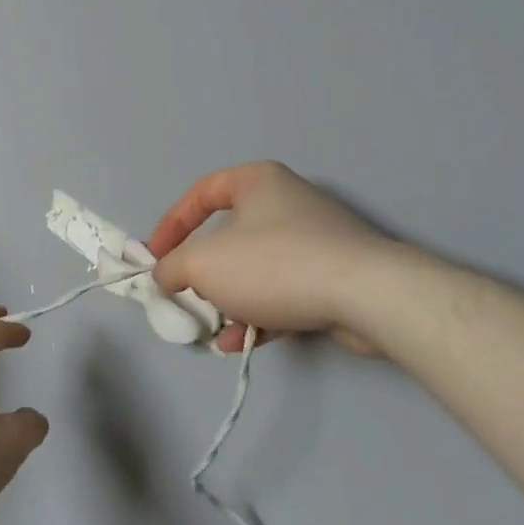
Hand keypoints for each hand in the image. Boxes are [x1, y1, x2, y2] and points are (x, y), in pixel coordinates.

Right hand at [149, 161, 392, 354]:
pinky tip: (242, 342)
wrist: (367, 296)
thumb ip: (172, 267)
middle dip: (204, 270)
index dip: (171, 224)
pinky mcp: (336, 277)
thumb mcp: (203, 264)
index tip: (155, 257)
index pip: (201, 193)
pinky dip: (260, 314)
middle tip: (188, 293)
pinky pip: (284, 291)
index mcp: (257, 182)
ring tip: (214, 328)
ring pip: (257, 268)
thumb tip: (165, 275)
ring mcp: (316, 240)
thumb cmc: (273, 263)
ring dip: (230, 299)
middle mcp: (288, 202)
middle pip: (230, 235)